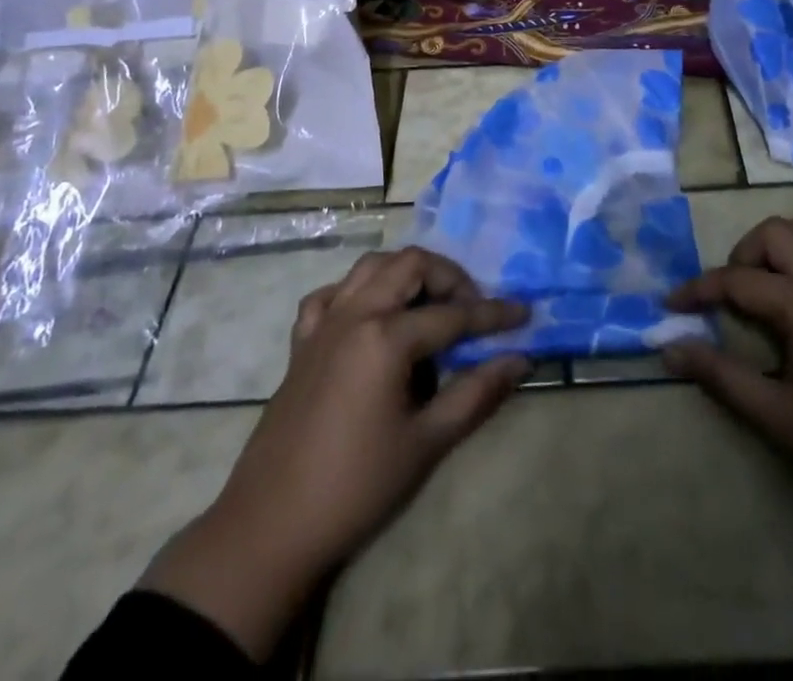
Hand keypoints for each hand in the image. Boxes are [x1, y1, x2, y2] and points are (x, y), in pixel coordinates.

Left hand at [141, 247, 527, 657]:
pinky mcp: (301, 342)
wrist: (269, 528)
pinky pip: (332, 294)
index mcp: (386, 336)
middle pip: (410, 265)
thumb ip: (476, 394)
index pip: (453, 315)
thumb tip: (519, 360)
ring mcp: (323, 323)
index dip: (493, 315)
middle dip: (449, 276)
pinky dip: (358, 291)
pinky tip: (371, 314)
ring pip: (371, 267)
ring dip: (406, 273)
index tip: (523, 313)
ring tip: (429, 303)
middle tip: (471, 307)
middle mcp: (355, 313)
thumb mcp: (426, 443)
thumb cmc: (355, 487)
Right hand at [663, 213, 792, 518]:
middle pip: (775, 233)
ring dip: (787, 243)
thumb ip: (721, 376)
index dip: (698, 289)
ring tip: (774, 279)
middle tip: (732, 294)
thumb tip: (670, 348)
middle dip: (743, 254)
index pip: (736, 280)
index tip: (673, 305)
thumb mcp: (778, 416)